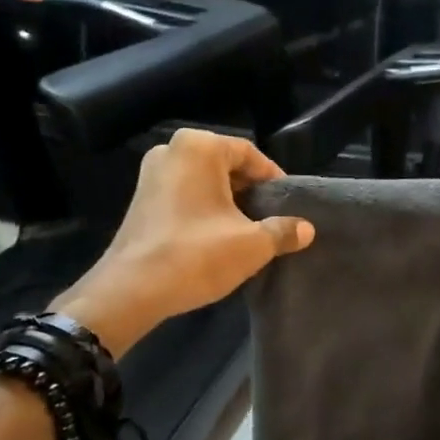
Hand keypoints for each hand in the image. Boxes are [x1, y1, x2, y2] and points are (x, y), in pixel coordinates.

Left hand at [54, 129, 313, 355]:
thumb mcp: (252, 245)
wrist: (131, 291)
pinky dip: (203, 208)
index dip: (274, 179)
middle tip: (270, 217)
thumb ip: (283, 231)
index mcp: (200, 147)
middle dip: (250, 190)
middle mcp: (172, 150)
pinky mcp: (141, 199)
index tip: (288, 205)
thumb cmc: (196, 255)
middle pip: (226, 165)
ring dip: (227, 201)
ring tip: (247, 229)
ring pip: (204, 181)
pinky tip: (217, 236)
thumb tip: (307, 229)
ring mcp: (151, 174)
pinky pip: (184, 194)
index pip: (250, 154)